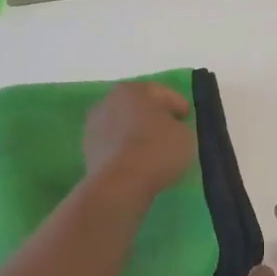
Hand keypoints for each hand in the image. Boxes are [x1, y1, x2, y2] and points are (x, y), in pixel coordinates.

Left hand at [83, 81, 195, 203]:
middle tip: (173, 132)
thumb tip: (171, 128)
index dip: (178, 105)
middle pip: (139, 107)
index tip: (188, 118)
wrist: (119, 185)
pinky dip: (127, 151)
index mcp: (132, 90)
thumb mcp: (185, 135)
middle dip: (155, 118)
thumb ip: (179, 125)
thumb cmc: (156, 150)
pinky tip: (139, 163)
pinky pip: (115, 146)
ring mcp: (94, 127)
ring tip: (156, 151)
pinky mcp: (88, 151)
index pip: (161, 93)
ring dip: (138, 135)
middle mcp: (108, 102)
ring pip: (124, 127)